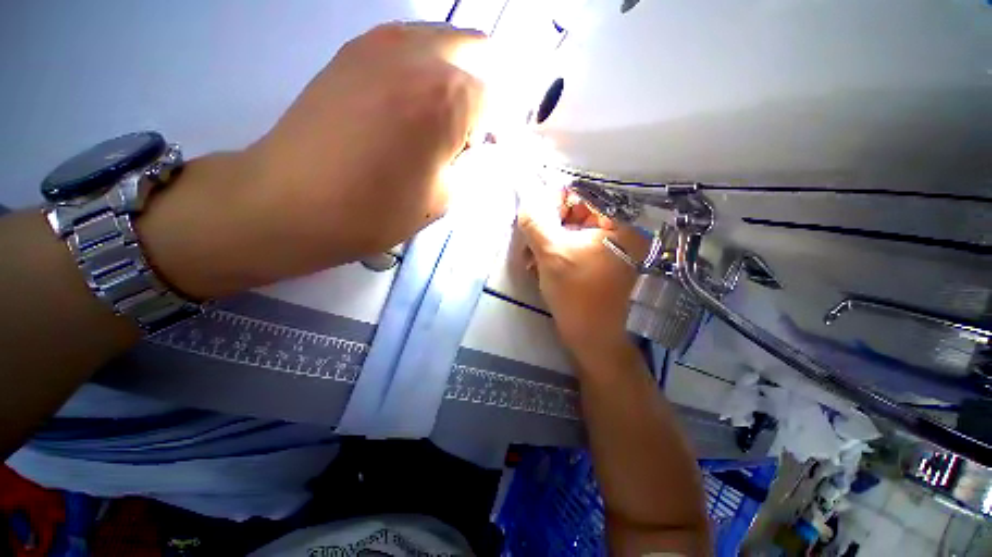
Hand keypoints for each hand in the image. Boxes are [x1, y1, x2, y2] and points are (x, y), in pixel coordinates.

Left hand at [140, 23, 485, 298]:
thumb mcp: (443, 198)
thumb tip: (477, 145)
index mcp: (448, 96)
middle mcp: (419, 53)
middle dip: (483, 89)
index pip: (497, 97)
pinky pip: (409, 45)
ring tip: (440, 119)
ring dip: (454, 76)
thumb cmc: (375, 210)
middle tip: (469, 131)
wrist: (290, 202)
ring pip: (443, 40)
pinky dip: (424, 69)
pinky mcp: (353, 50)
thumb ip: (470, 164)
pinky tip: (410, 106)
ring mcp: (381, 43)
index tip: (487, 153)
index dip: (498, 128)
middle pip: (477, 50)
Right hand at [516, 189, 647, 368]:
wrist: (594, 340)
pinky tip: (537, 266)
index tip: (533, 219)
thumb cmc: (578, 295)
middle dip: (546, 227)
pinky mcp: (598, 264)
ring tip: (529, 260)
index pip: (582, 194)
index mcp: (618, 224)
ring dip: (545, 243)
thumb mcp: (552, 254)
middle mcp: (618, 232)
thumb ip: (535, 222)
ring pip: (570, 233)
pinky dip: (554, 254)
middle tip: (527, 242)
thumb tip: (526, 200)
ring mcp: (609, 249)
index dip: (553, 201)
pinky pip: (572, 249)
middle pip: (575, 213)